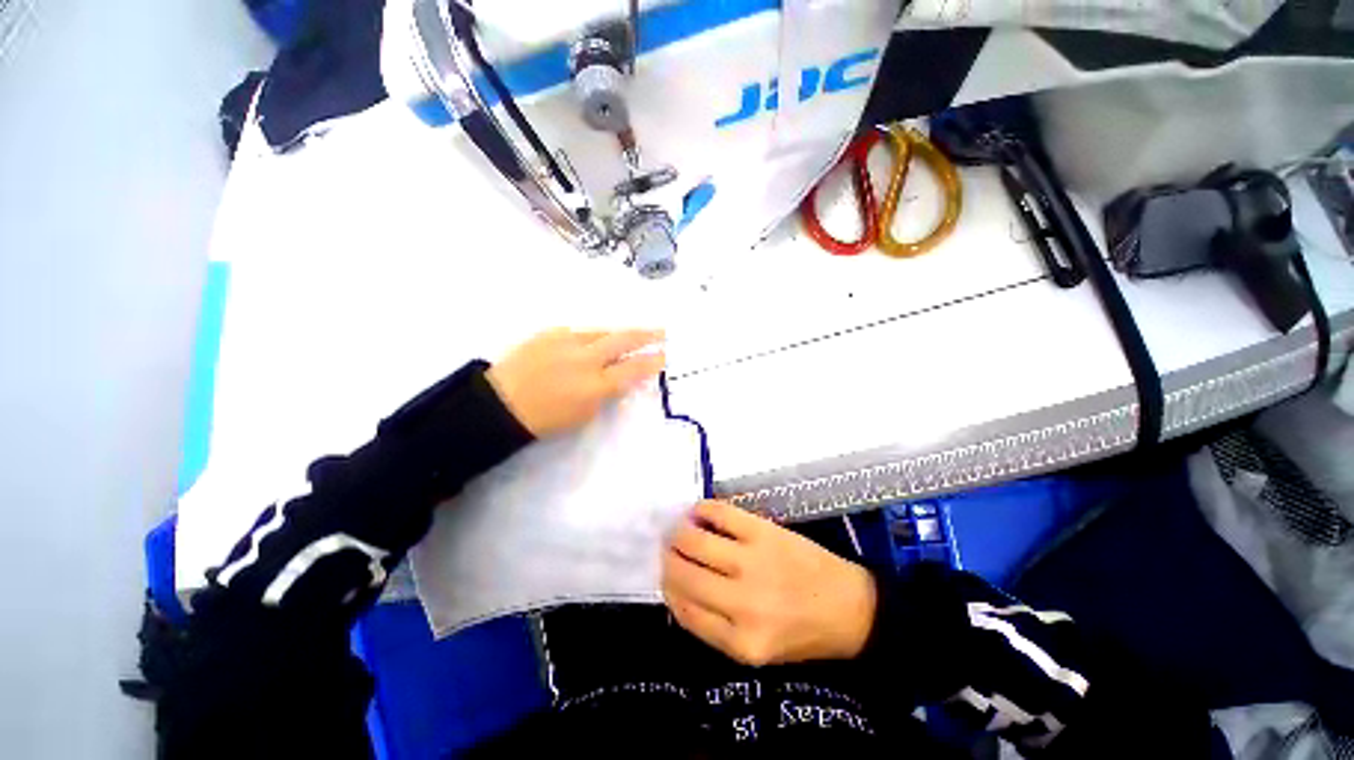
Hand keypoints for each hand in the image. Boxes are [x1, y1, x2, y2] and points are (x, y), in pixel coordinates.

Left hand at [486, 328, 665, 437]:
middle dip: (647, 335)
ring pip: (602, 331)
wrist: (500, 403)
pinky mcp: (550, 333)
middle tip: (663, 332)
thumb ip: (607, 393)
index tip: (666, 355)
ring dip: (619, 333)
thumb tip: (621, 378)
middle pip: (623, 339)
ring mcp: (567, 341)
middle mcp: (585, 358)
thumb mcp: (584, 414)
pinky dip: (591, 337)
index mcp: (595, 384)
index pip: (634, 368)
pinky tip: (592, 341)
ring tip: (632, 334)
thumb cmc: (545, 419)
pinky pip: (579, 331)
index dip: (653, 361)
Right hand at [662, 500, 876, 666]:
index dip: (668, 589)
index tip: (666, 576)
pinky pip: (720, 513)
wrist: (850, 608)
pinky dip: (701, 509)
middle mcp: (742, 604)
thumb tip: (678, 589)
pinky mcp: (764, 531)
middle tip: (668, 549)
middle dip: (668, 559)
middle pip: (684, 573)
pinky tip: (698, 513)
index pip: (683, 610)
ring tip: (679, 530)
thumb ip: (714, 627)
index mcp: (740, 643)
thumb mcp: (755, 650)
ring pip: (695, 540)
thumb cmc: (802, 633)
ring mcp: (753, 562)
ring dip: (678, 533)